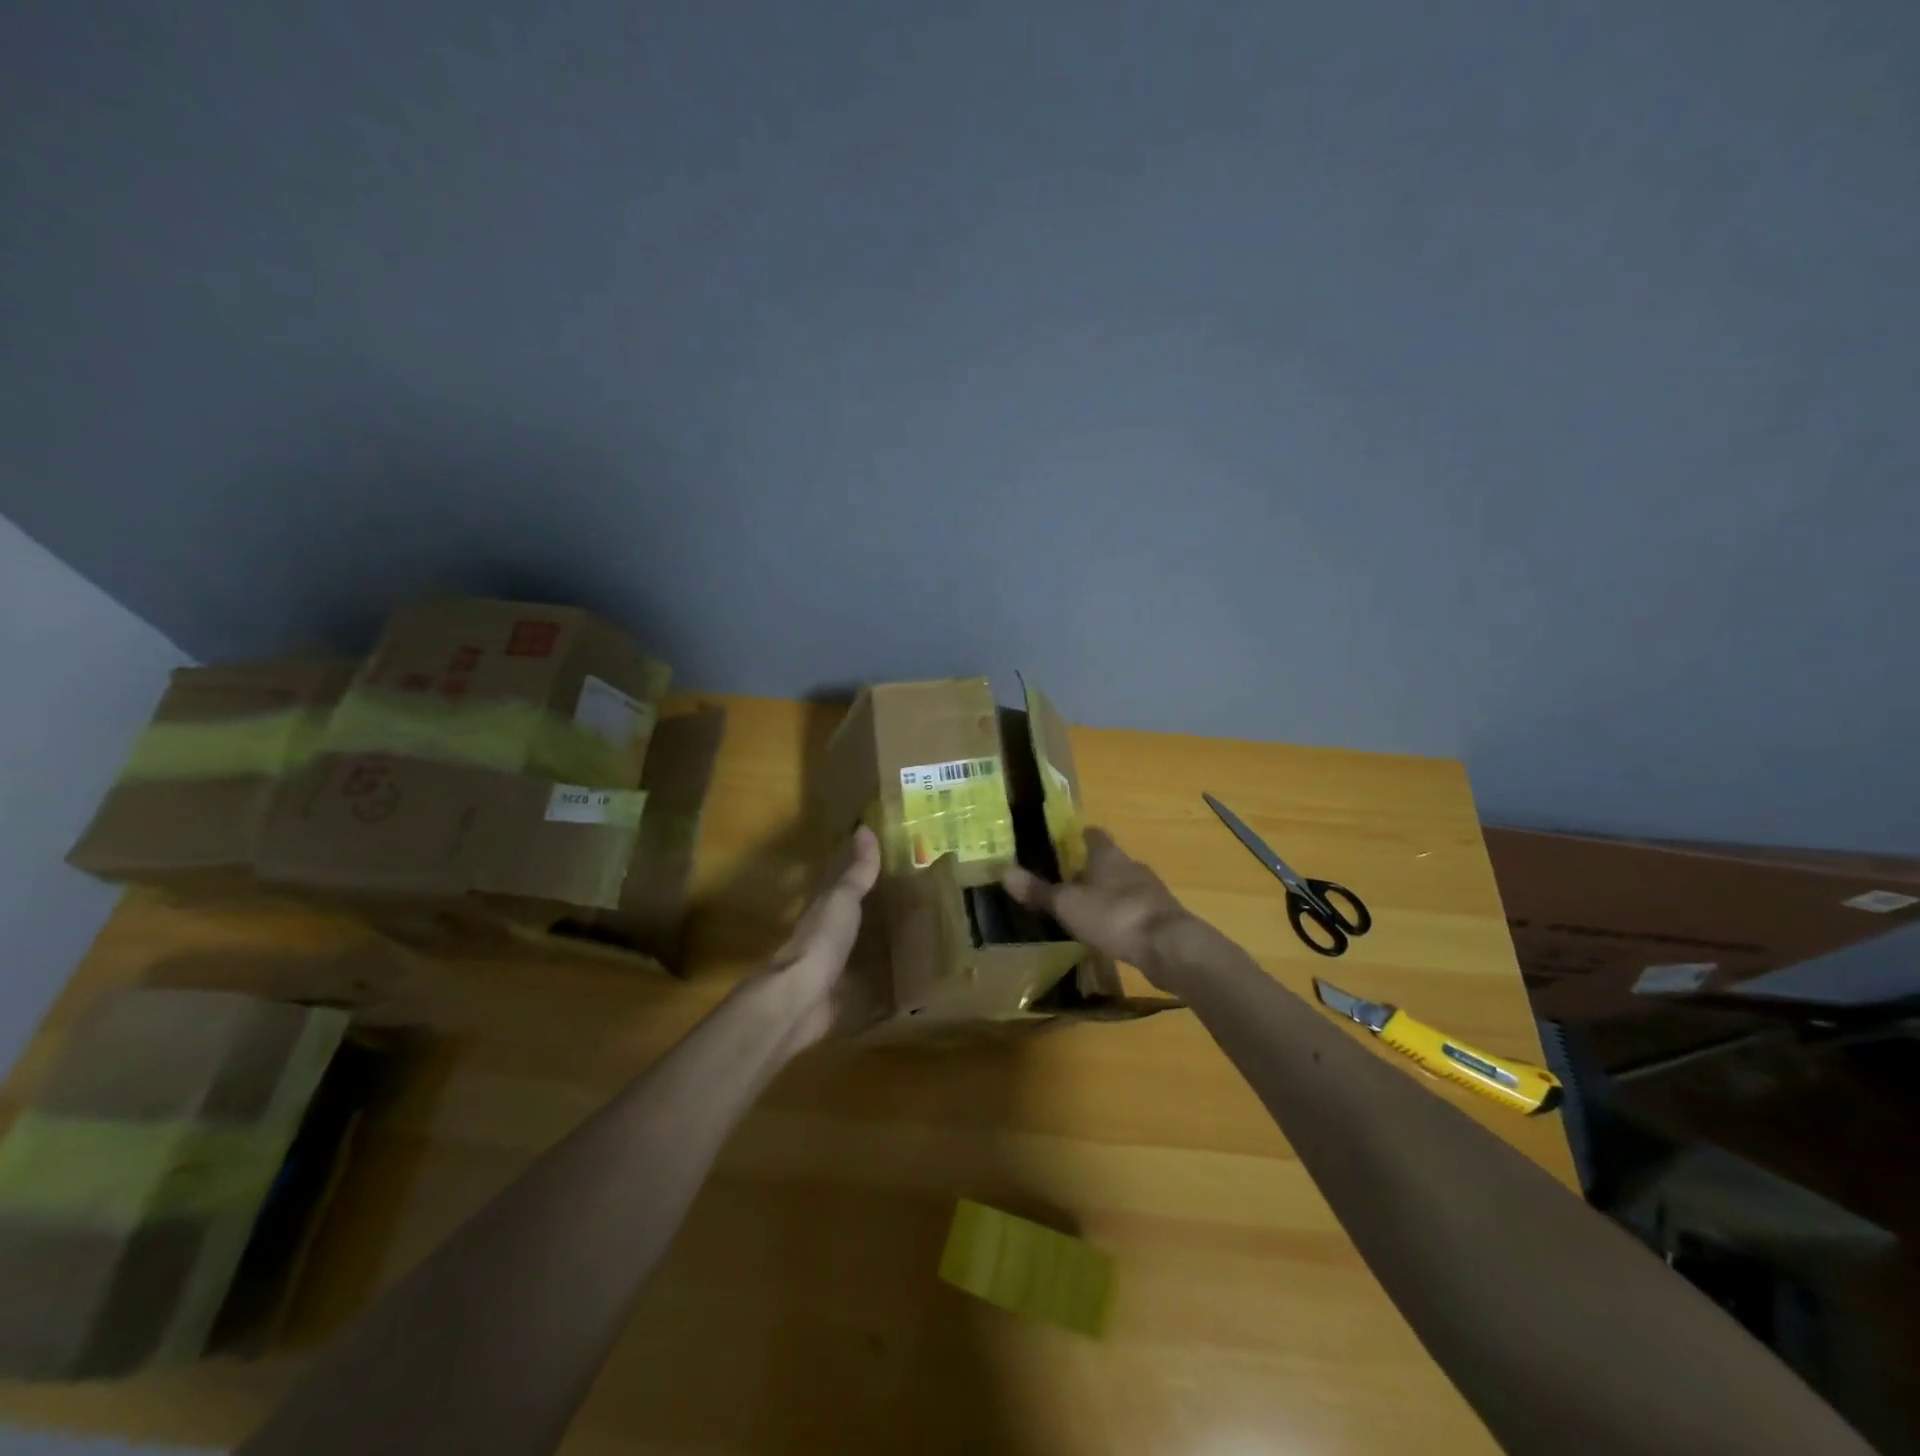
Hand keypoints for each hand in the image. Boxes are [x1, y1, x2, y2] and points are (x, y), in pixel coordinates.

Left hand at [761, 826, 881, 1048]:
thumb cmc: (822, 940)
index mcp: (822, 905)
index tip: (880, 853)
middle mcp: (825, 931)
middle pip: (848, 911)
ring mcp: (831, 963)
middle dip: (868, 901)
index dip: (855, 864)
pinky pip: (863, 973)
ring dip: (873, 935)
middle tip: (902, 891)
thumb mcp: (842, 899)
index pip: (839, 878)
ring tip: (906, 929)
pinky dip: (877, 968)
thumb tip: (865, 828)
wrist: (801, 997)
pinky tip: (895, 970)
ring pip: (856, 941)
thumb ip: (857, 871)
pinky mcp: (841, 991)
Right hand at [1002, 827, 1196, 985]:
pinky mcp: (1162, 917)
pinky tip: (1111, 931)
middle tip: (1068, 880)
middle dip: (1091, 868)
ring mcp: (1151, 892)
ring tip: (1087, 908)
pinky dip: (1122, 916)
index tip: (1066, 842)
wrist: (1169, 946)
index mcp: (1108, 856)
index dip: (1079, 836)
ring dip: (1108, 893)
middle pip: (1110, 860)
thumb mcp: (1068, 904)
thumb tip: (1004, 871)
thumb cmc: (1114, 915)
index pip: (1093, 835)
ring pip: (1124, 885)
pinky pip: (1136, 909)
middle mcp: (1132, 866)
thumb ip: (1038, 891)